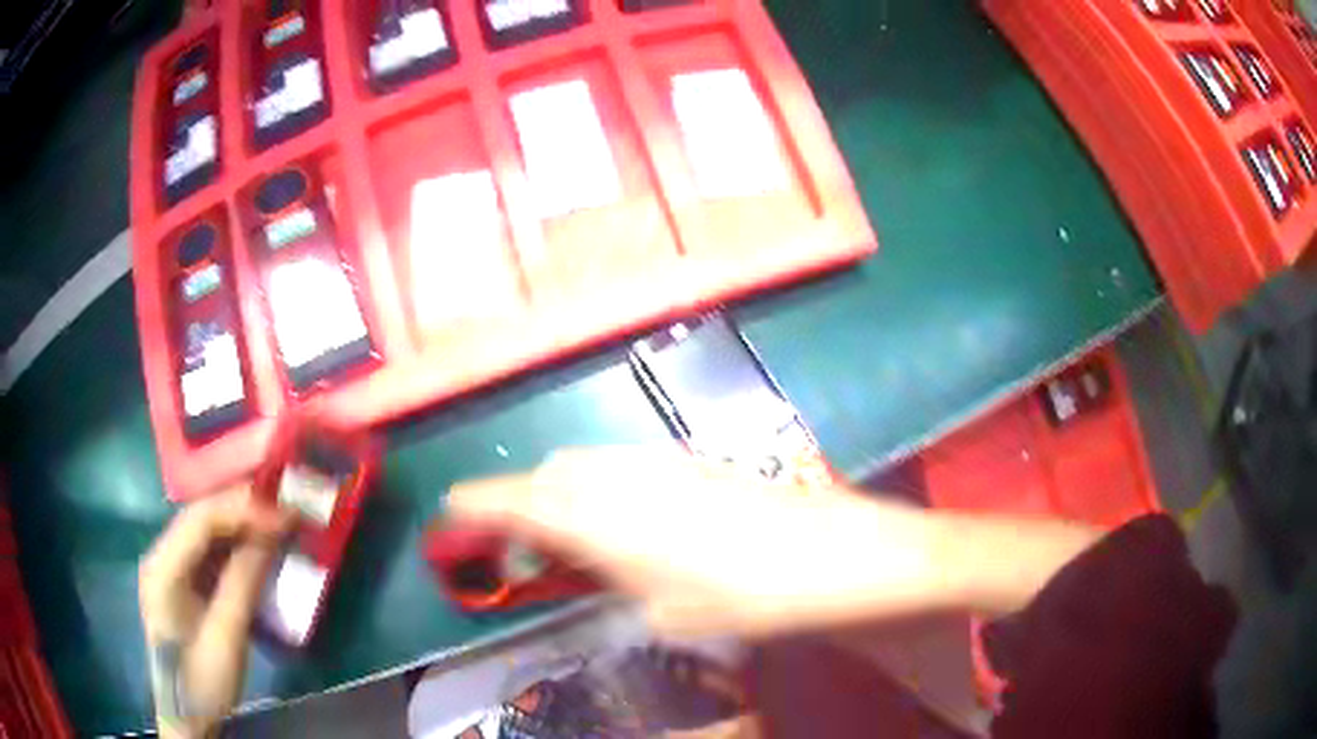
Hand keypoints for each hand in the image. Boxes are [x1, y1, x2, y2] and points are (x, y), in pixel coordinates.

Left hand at [139, 487, 291, 737]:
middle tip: (285, 511)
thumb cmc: (204, 682)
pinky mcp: (181, 582)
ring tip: (276, 523)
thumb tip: (271, 534)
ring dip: (240, 524)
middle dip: (243, 510)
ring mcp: (168, 568)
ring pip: (204, 531)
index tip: (285, 515)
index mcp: (162, 568)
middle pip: (200, 517)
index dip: (243, 510)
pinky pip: (207, 552)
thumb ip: (243, 582)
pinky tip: (256, 547)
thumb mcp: (227, 637)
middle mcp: (160, 556)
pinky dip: (234, 545)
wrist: (187, 716)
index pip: (200, 520)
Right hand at [447, 448, 1100, 637]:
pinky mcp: (696, 463)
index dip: (476, 507)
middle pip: (549, 476)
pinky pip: (625, 469)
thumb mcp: (668, 612)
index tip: (449, 516)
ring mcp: (665, 462)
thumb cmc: (756, 598)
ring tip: (566, 543)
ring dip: (562, 498)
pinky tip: (621, 526)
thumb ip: (608, 581)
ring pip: (587, 467)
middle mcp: (626, 475)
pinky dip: (602, 493)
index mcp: (606, 516)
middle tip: (519, 549)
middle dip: (520, 506)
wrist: (845, 557)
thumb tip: (574, 567)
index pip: (517, 500)